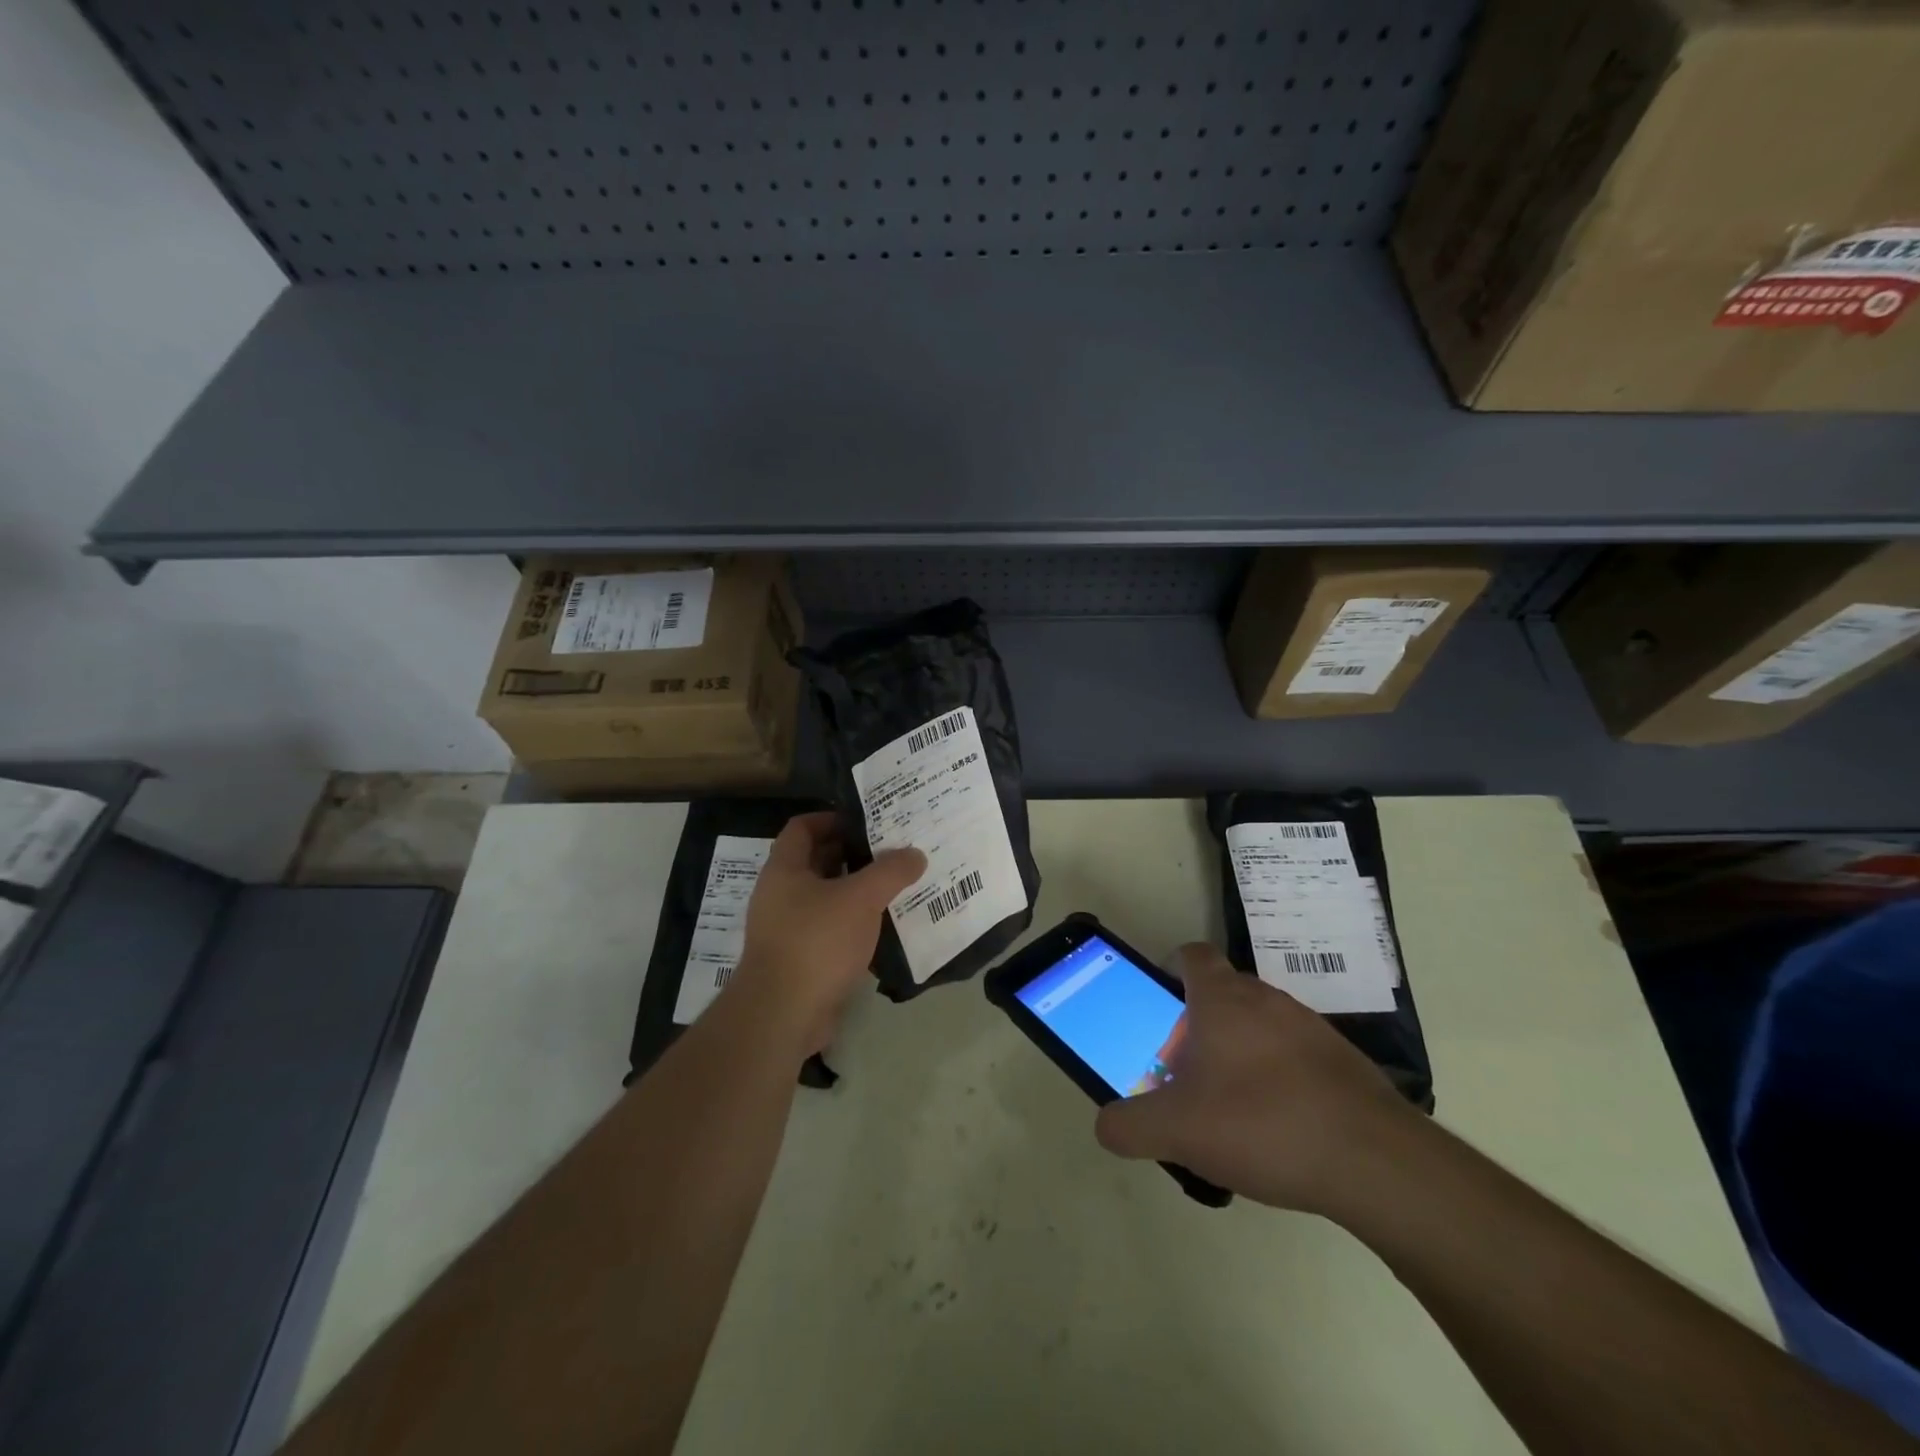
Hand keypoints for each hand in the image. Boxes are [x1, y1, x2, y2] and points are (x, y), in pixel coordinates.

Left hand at [731, 812, 925, 1048]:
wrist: (781, 1015)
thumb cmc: (816, 942)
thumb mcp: (860, 898)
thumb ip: (890, 872)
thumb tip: (915, 854)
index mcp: (784, 869)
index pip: (803, 827)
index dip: (833, 818)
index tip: (868, 821)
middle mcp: (780, 894)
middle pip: (817, 861)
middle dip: (853, 854)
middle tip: (892, 851)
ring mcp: (787, 929)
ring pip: (826, 898)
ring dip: (856, 891)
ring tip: (895, 886)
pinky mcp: (799, 959)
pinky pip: (829, 930)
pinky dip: (853, 924)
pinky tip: (883, 927)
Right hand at [1094, 943, 1414, 1212]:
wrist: (1375, 1162)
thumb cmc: (1262, 1124)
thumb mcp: (1177, 1131)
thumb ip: (1130, 1125)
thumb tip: (1107, 1124)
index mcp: (1223, 999)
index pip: (1192, 955)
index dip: (1171, 969)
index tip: (1161, 1005)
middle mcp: (1267, 999)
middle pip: (1223, 993)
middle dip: (1200, 1024)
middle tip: (1186, 1071)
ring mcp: (1310, 1028)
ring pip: (1261, 1025)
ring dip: (1241, 1052)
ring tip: (1231, 1108)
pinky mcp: (1343, 1062)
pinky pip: (1296, 1056)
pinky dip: (1279, 1078)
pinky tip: (1278, 1129)